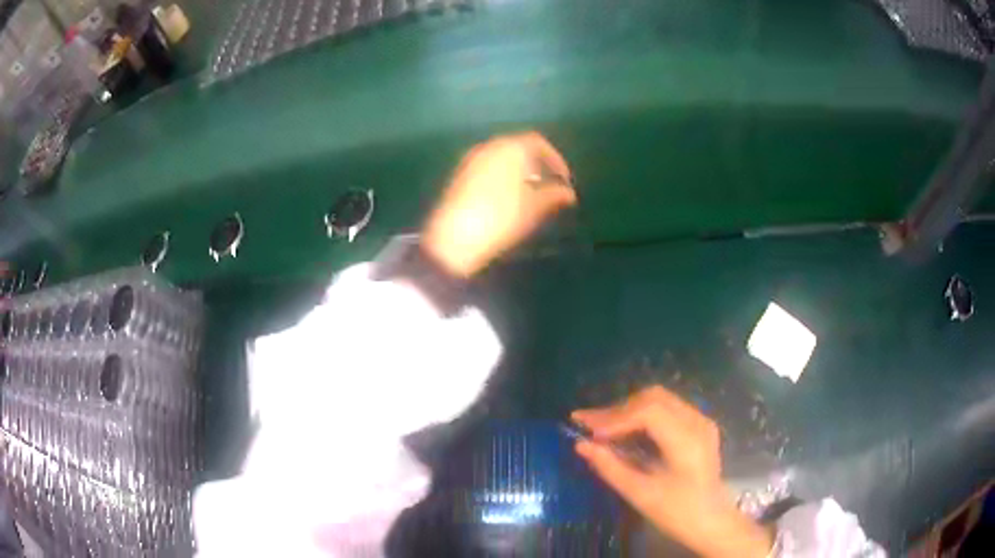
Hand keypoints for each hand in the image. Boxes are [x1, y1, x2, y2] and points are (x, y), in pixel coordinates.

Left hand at [423, 132, 576, 277]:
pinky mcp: (459, 175)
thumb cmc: (502, 217)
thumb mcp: (534, 207)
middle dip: (536, 164)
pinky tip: (505, 199)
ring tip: (529, 194)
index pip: (538, 142)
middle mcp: (489, 147)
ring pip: (501, 158)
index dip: (555, 159)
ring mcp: (470, 160)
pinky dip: (501, 177)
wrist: (455, 237)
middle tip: (548, 185)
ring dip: (518, 171)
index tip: (564, 179)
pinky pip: (487, 168)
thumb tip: (569, 192)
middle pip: (518, 147)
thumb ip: (554, 195)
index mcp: (511, 147)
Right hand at [572, 387, 773, 557]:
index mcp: (687, 441)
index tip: (586, 430)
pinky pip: (666, 408)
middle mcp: (697, 422)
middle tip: (586, 424)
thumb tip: (581, 445)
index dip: (615, 417)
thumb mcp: (639, 494)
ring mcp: (701, 421)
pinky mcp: (699, 425)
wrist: (711, 520)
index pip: (649, 412)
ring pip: (659, 399)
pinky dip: (641, 415)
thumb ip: (610, 467)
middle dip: (617, 409)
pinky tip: (624, 430)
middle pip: (653, 398)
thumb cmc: (677, 512)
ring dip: (627, 410)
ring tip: (599, 426)